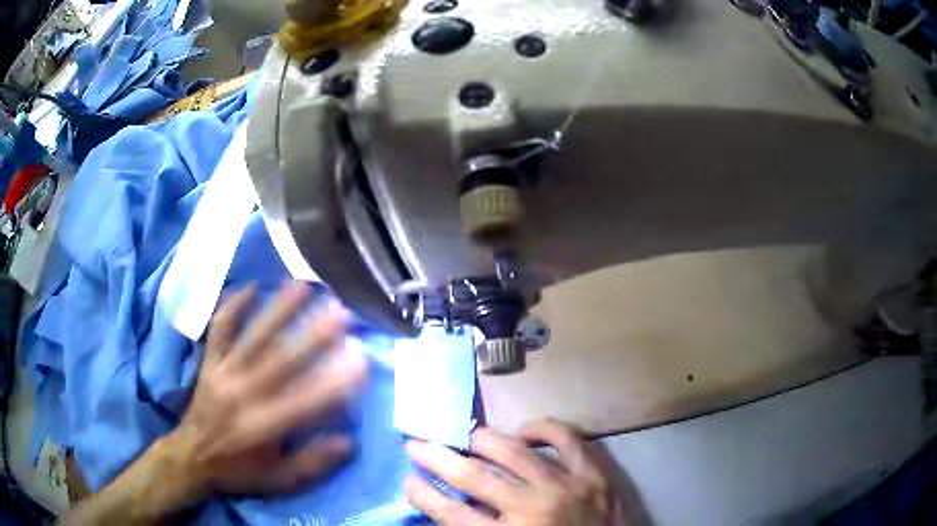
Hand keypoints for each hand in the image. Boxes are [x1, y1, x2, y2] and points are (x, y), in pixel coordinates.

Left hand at [170, 281, 367, 497]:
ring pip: (252, 336)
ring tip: (303, 286)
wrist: (191, 456)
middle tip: (340, 311)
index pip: (304, 402)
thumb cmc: (239, 471)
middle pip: (279, 360)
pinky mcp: (209, 361)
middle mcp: (242, 395)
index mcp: (261, 427)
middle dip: (312, 335)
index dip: (334, 382)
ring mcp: (222, 372)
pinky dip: (233, 305)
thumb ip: (313, 463)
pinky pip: (219, 328)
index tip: (360, 361)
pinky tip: (251, 286)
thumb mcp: (280, 480)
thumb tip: (349, 441)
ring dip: (278, 310)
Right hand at [404, 419, 627, 525]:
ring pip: (513, 451)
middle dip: (438, 458)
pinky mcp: (595, 475)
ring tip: (462, 434)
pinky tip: (524, 432)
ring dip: (480, 439)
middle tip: (416, 444)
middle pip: (474, 476)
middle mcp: (533, 508)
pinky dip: (543, 429)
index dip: (423, 494)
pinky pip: (567, 439)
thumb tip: (449, 510)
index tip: (407, 481)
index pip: (450, 512)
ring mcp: (566, 487)